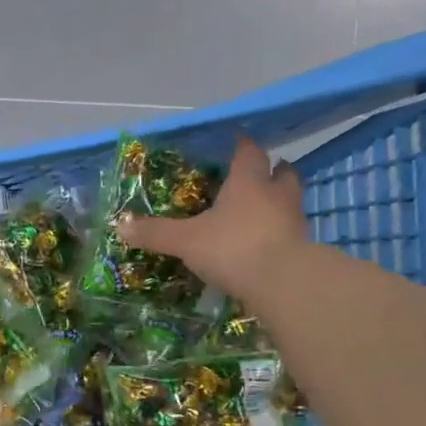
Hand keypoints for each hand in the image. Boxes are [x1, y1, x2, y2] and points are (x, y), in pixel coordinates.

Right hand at [117, 136, 306, 306]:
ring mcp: (294, 222)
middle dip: (273, 172)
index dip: (242, 146)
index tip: (238, 142)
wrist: (283, 282)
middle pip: (282, 173)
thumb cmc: (232, 248)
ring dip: (280, 202)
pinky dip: (281, 233)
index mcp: (247, 183)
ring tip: (264, 210)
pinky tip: (267, 243)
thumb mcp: (186, 241)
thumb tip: (121, 227)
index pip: (248, 153)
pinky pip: (292, 232)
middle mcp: (276, 195)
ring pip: (291, 201)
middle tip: (262, 175)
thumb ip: (156, 234)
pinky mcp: (304, 249)